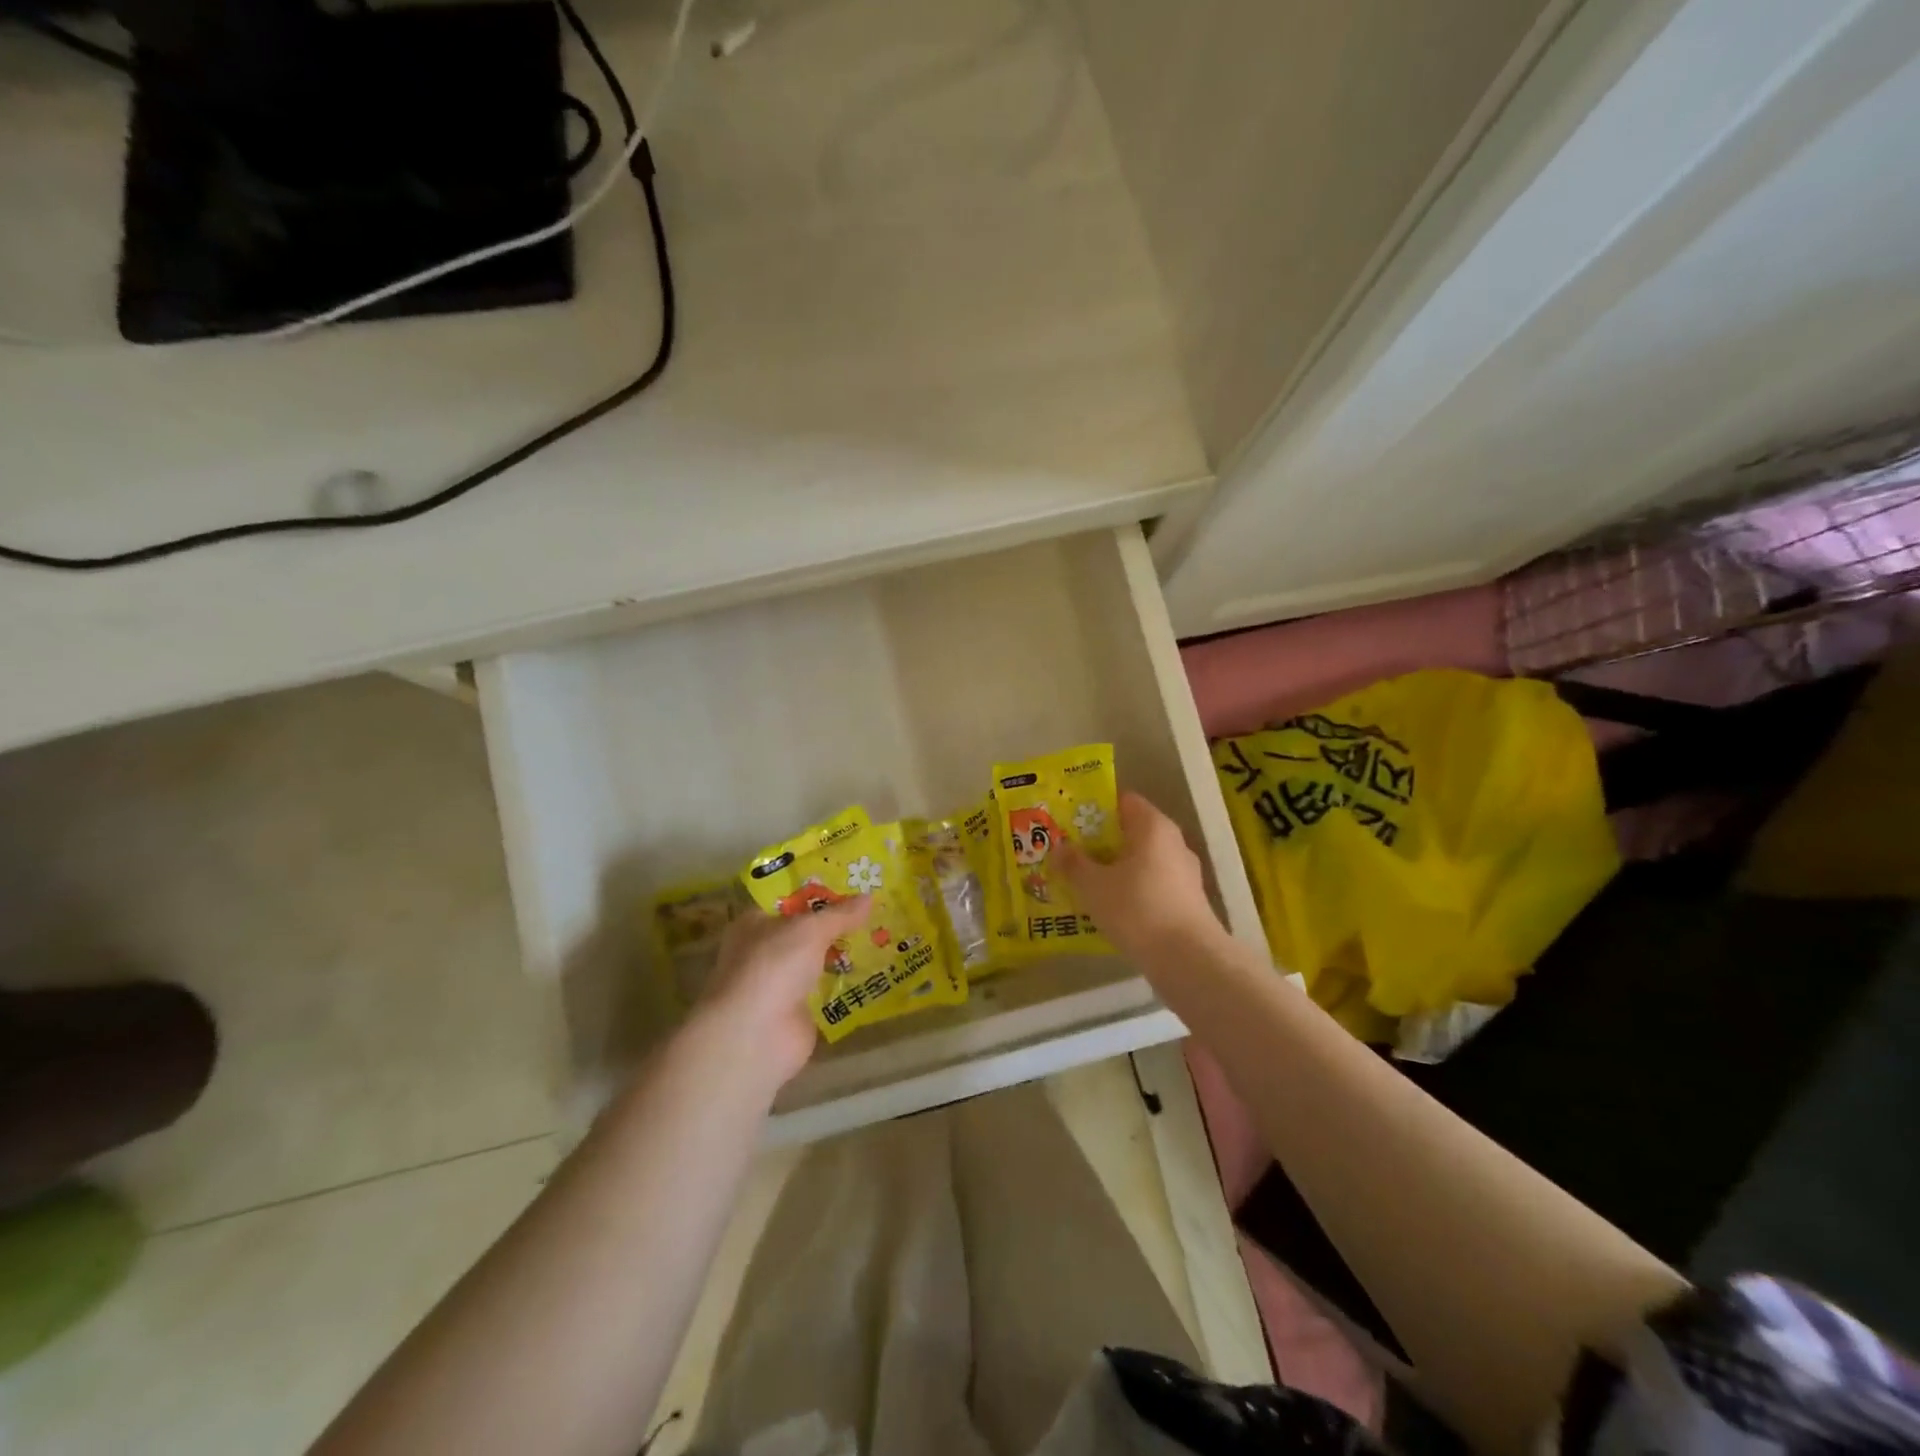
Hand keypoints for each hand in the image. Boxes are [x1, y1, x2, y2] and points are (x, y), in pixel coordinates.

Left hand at [696, 896, 871, 1087]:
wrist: (756, 1036)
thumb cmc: (774, 966)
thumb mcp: (810, 930)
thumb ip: (840, 914)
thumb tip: (870, 896)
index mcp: (755, 923)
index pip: (789, 900)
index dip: (818, 891)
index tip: (852, 883)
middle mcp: (764, 951)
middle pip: (805, 931)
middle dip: (836, 923)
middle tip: (874, 909)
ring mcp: (780, 984)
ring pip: (817, 960)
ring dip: (843, 953)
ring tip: (882, 936)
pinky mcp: (797, 1012)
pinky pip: (826, 989)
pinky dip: (845, 983)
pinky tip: (875, 971)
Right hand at [1058, 792, 1224, 964]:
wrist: (1187, 958)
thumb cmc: (1137, 908)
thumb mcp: (1093, 886)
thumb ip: (1073, 864)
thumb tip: (1059, 848)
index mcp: (1153, 826)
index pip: (1123, 801)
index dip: (1095, 808)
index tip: (1070, 822)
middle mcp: (1173, 842)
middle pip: (1131, 832)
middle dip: (1101, 842)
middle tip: (1071, 853)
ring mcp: (1184, 872)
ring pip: (1141, 861)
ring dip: (1115, 869)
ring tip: (1085, 882)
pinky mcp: (1187, 901)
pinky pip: (1152, 885)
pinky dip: (1131, 890)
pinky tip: (1110, 908)